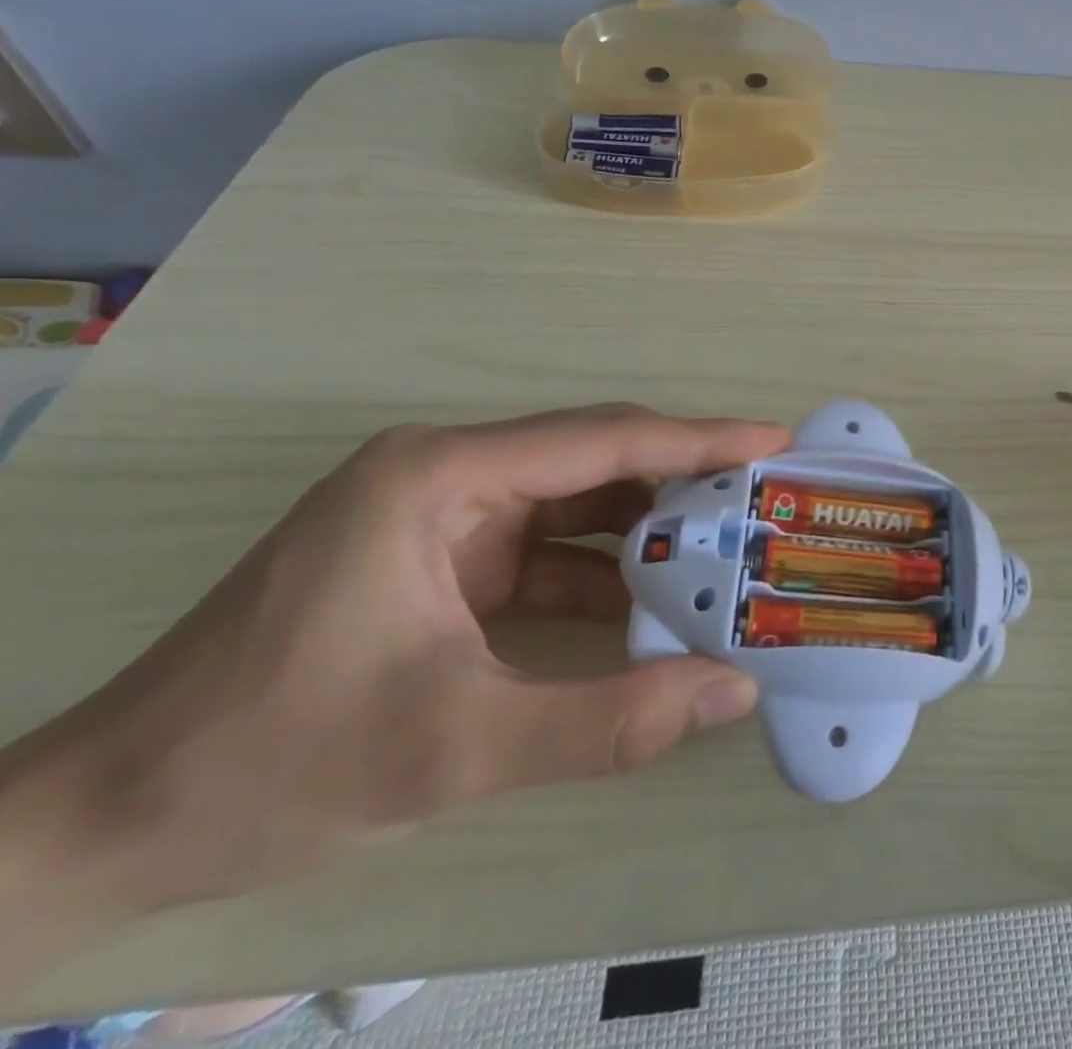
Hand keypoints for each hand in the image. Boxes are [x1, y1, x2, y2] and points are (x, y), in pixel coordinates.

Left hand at [0, 406, 787, 932]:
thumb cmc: (268, 762)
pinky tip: (655, 610)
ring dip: (649, 534)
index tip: (773, 441)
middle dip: (684, 483)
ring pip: (579, 507)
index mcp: (442, 476)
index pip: (603, 440)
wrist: (100, 830)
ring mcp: (445, 519)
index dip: (699, 440)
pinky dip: (606, 578)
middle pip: (597, 461)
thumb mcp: (455, 746)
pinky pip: (551, 553)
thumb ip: (608, 720)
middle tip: (763, 501)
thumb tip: (735, 692)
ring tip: (728, 553)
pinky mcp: (444, 562)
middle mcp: (448, 475)